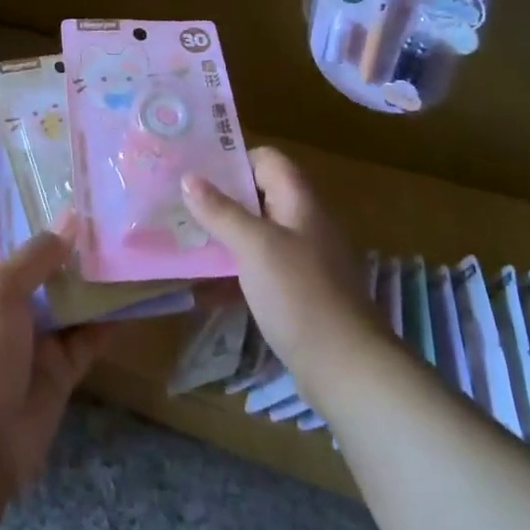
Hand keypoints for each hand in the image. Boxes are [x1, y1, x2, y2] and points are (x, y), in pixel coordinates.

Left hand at [0, 214, 111, 495]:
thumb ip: (35, 255)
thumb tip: (70, 219)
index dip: (22, 208)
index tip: (60, 187)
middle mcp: (7, 300)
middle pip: (41, 260)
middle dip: (71, 240)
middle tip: (113, 211)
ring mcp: (35, 334)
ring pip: (71, 296)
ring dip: (97, 276)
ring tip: (135, 243)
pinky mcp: (60, 367)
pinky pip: (91, 335)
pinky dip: (113, 319)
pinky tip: (140, 295)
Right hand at [181, 146, 370, 376]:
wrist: (348, 369)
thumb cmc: (299, 295)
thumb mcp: (254, 247)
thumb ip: (221, 211)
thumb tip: (188, 178)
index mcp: (301, 202)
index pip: (268, 160)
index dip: (234, 160)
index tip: (197, 171)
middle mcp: (306, 223)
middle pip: (261, 195)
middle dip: (222, 198)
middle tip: (181, 204)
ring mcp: (305, 260)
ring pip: (259, 233)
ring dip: (226, 234)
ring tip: (187, 239)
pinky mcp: (300, 293)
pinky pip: (263, 267)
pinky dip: (237, 268)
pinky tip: (208, 284)